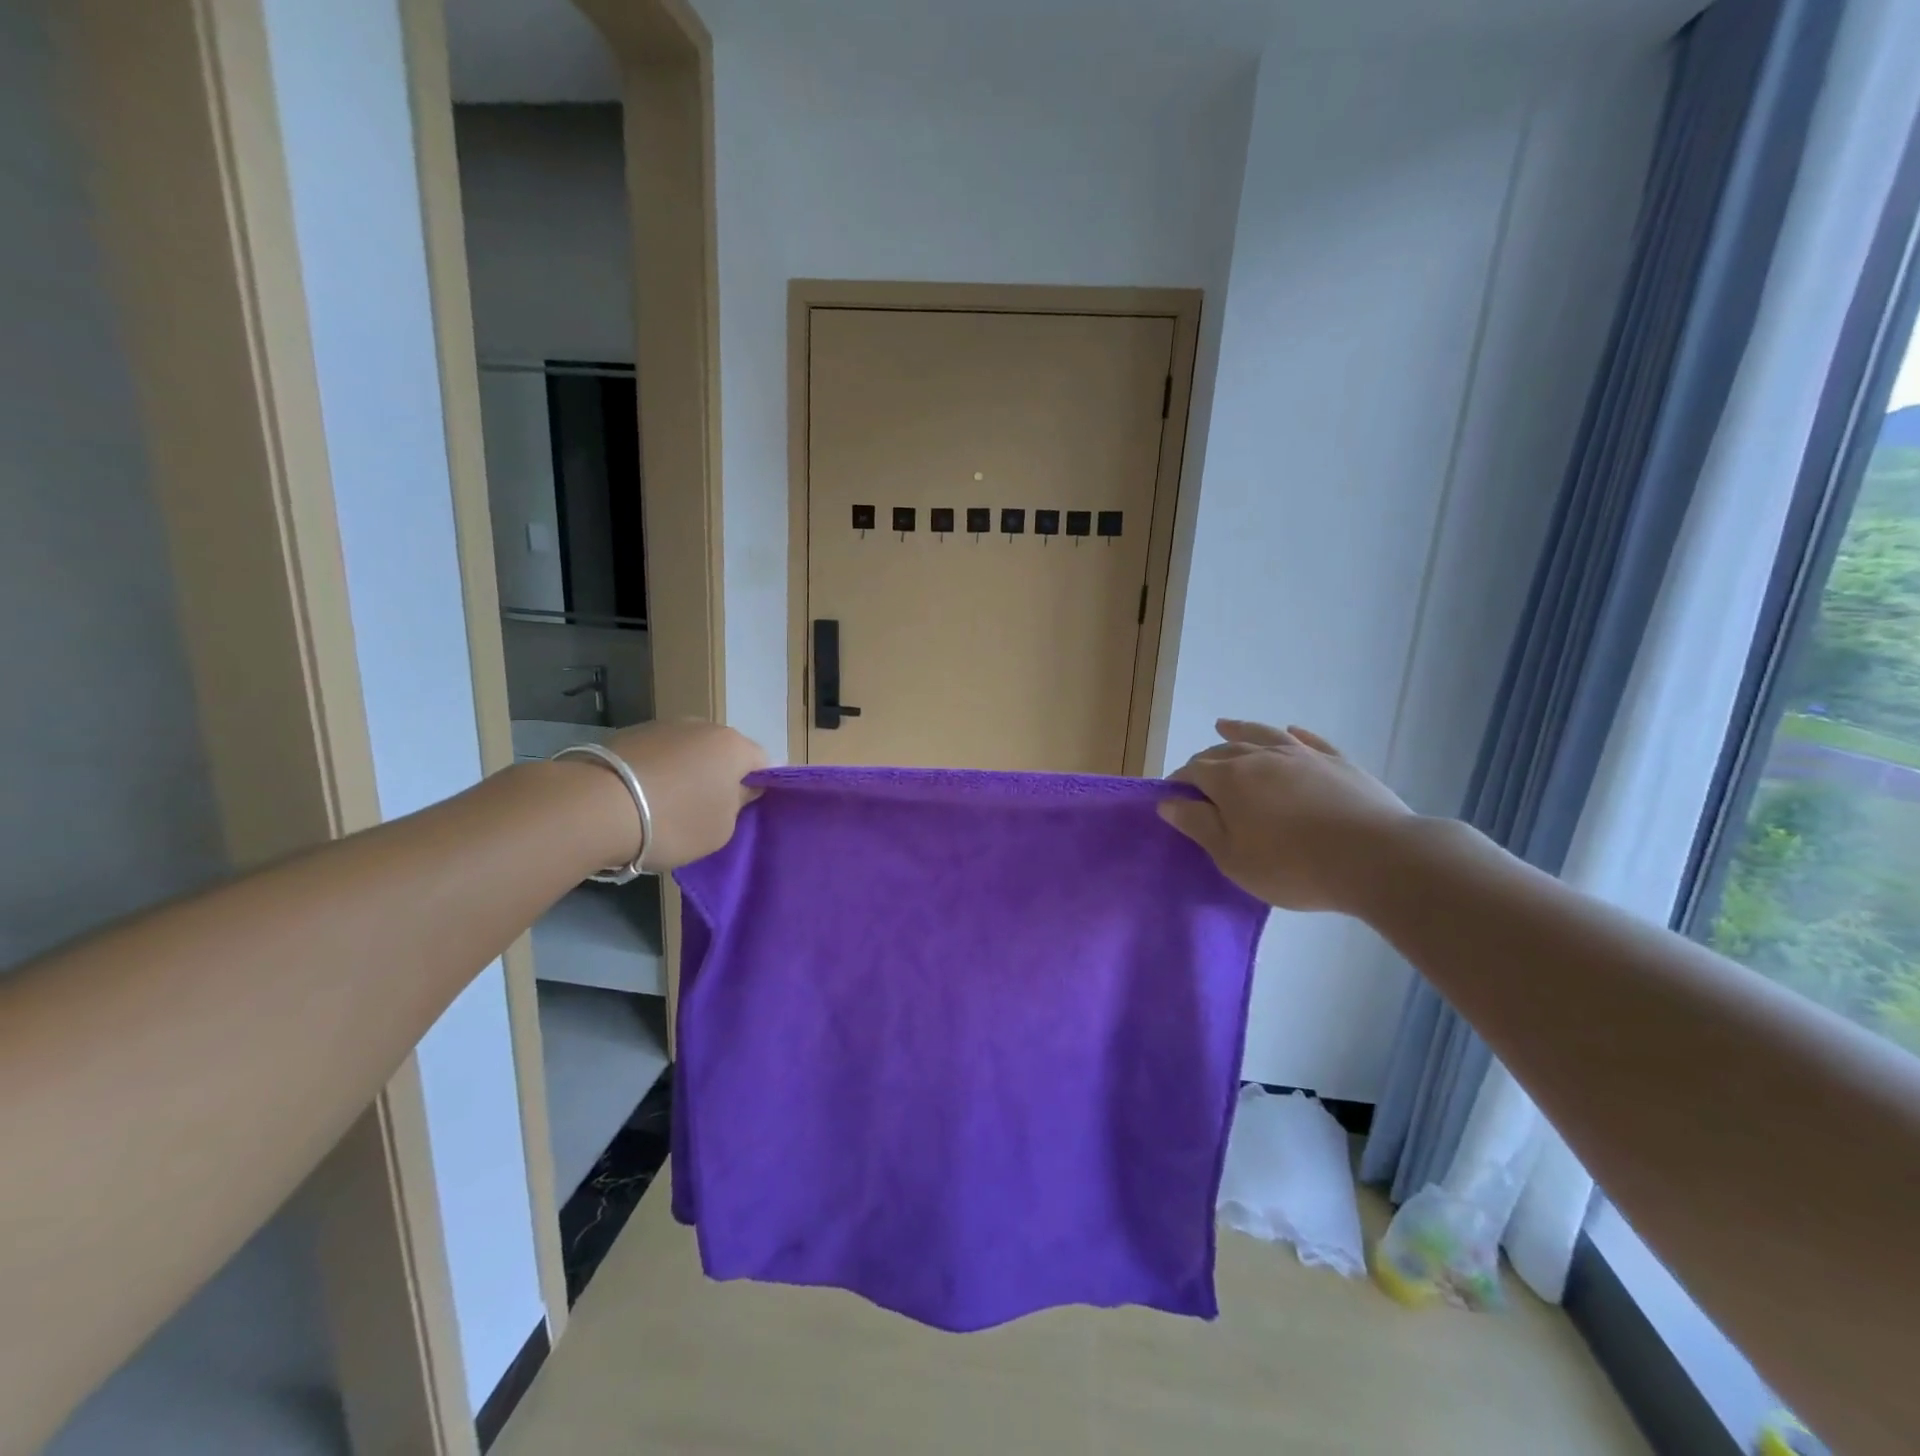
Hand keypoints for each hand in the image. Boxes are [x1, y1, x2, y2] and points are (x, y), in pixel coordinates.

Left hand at [603, 720, 767, 869]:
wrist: (594, 807)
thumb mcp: (721, 829)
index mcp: (734, 746)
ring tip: (667, 805)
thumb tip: (739, 788)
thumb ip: (739, 805)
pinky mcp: (628, 733)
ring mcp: (663, 726)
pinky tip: (640, 797)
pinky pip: (658, 755)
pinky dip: (657, 771)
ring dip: (686, 772)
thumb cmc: (673, 821)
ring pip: (689, 751)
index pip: (763, 763)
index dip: (759, 787)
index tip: (744, 811)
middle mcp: (703, 726)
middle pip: (723, 752)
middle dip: (720, 777)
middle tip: (707, 810)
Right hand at [1160, 720, 1413, 913]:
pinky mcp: (1338, 761)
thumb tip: (1167, 802)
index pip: (1193, 771)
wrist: (1375, 858)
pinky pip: (1309, 740)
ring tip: (1225, 725)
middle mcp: (1262, 756)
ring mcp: (1303, 755)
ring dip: (1240, 729)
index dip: (1179, 782)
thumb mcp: (1233, 857)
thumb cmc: (1292, 866)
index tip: (1173, 798)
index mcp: (1230, 779)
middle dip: (1205, 760)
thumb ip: (1199, 825)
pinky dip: (1293, 734)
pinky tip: (1290, 731)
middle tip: (1199, 778)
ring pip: (1263, 734)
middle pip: (1224, 749)